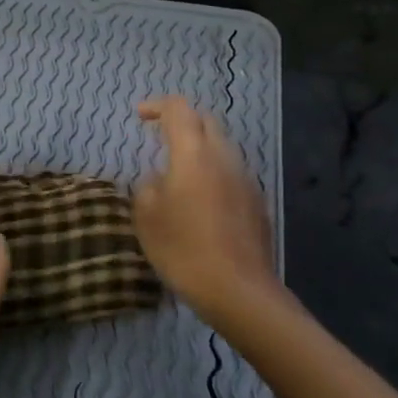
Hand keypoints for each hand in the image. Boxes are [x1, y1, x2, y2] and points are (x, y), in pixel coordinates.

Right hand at [134, 96, 284, 328]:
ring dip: (200, 148)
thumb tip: (159, 179)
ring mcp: (246, 179)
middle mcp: (224, 157)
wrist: (239, 291)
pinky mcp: (257, 203)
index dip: (157, 106)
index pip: (178, 109)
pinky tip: (201, 199)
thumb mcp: (146, 217)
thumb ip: (148, 186)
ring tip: (179, 170)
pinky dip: (214, 171)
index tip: (140, 116)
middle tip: (160, 136)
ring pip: (222, 146)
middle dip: (182, 121)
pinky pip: (232, 172)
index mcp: (194, 154)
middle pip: (206, 121)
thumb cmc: (184, 249)